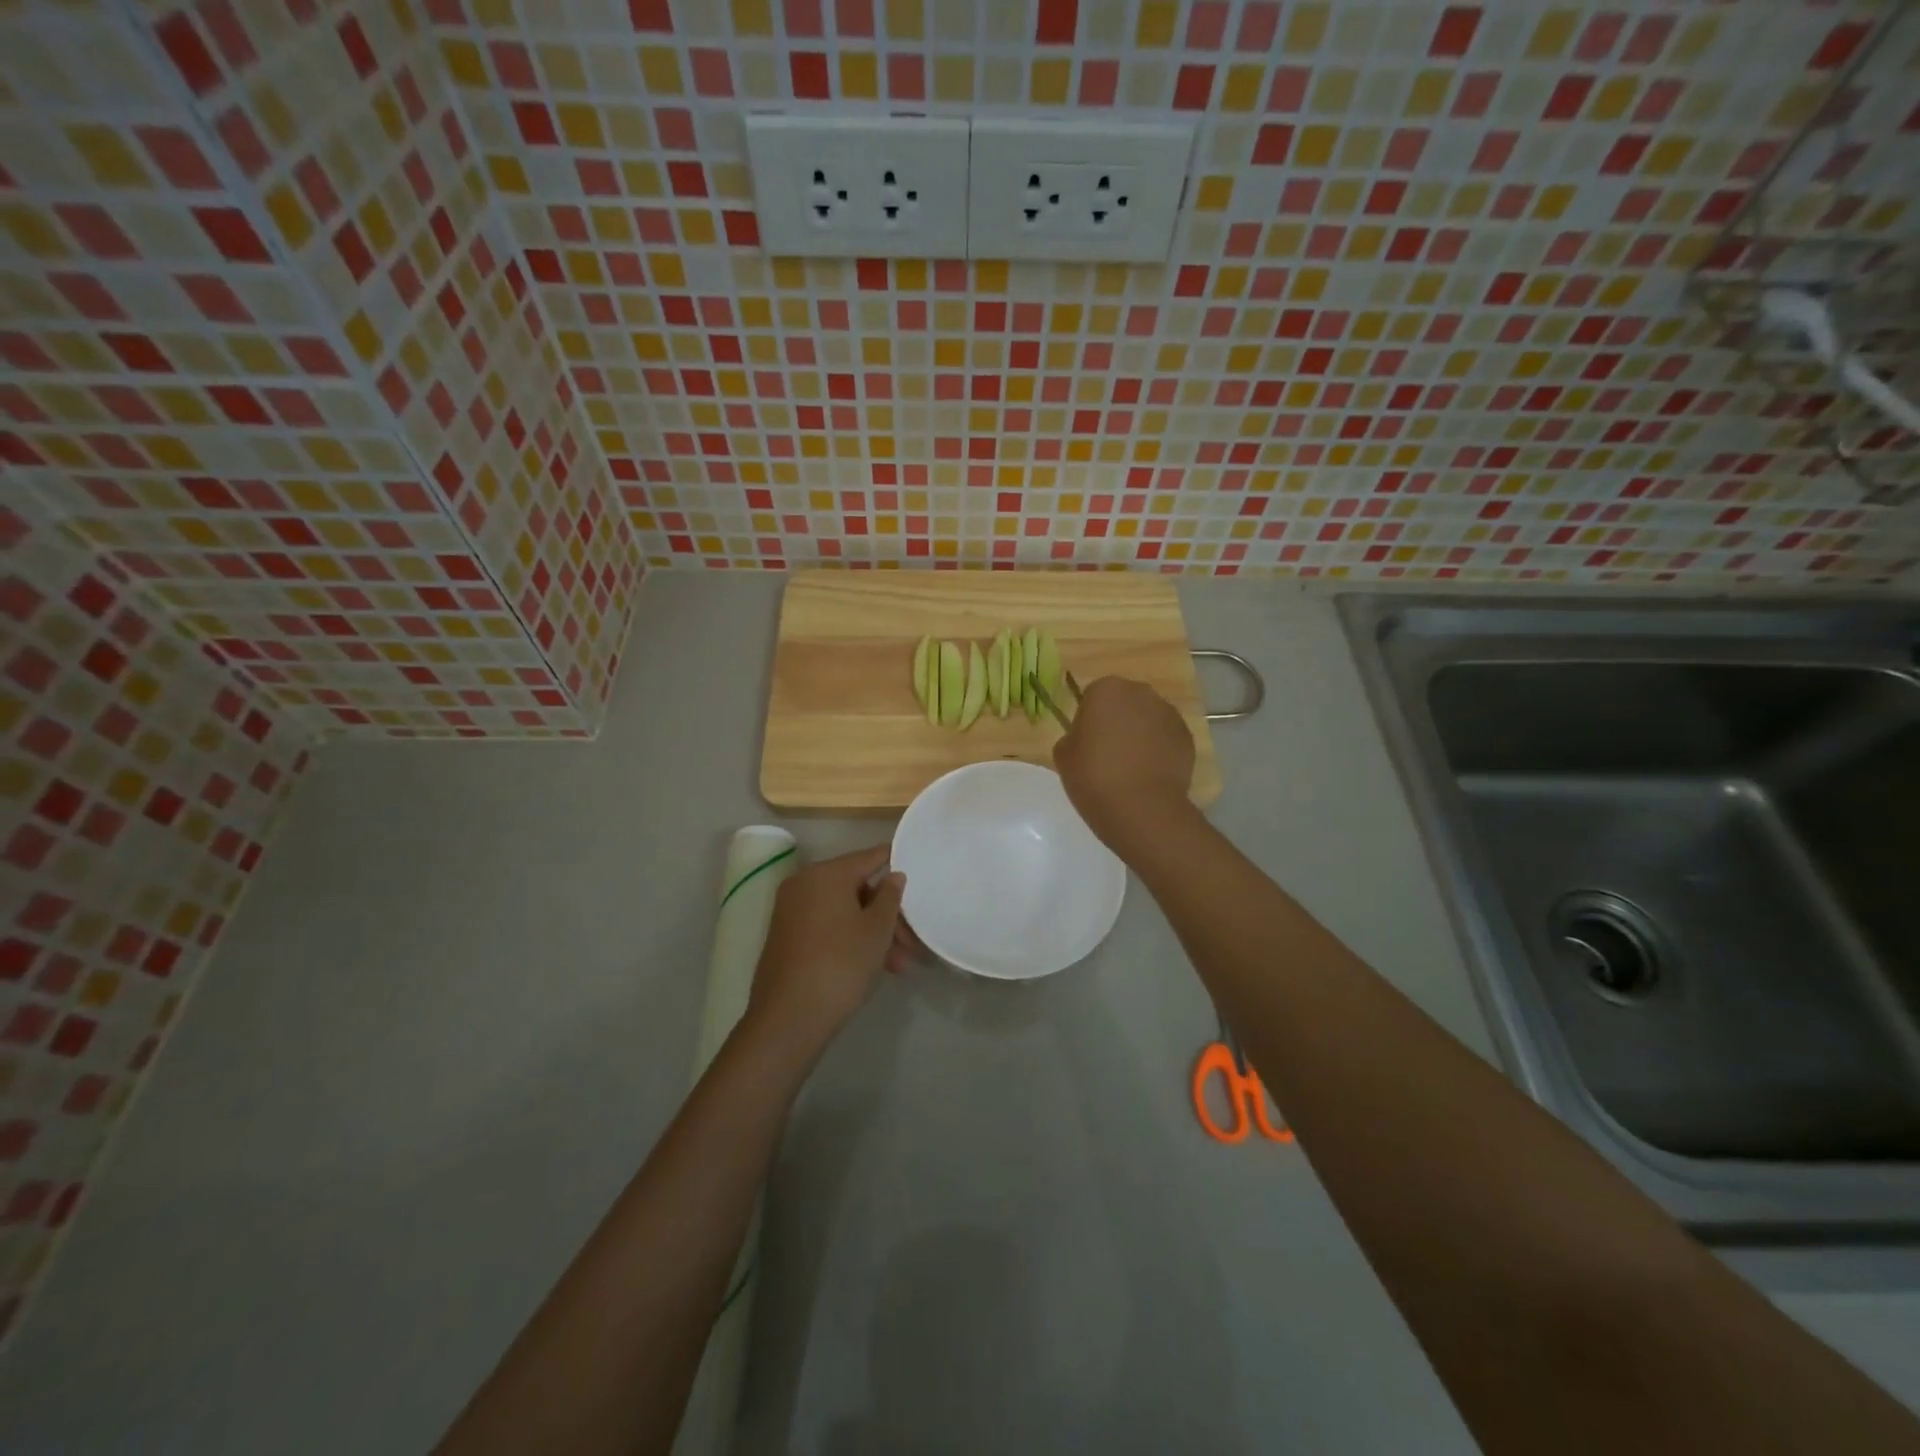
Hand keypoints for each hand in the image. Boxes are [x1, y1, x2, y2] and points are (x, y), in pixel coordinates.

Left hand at [745, 844, 907, 1056]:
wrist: (789, 1017)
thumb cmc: (841, 964)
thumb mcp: (876, 929)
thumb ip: (890, 897)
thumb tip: (893, 875)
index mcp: (826, 874)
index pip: (870, 857)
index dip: (895, 862)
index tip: (919, 872)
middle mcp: (804, 884)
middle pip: (858, 888)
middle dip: (888, 914)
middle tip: (912, 942)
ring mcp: (792, 911)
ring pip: (845, 911)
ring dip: (874, 932)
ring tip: (899, 965)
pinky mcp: (788, 937)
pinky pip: (828, 926)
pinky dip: (851, 939)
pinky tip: (876, 966)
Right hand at [1052, 676, 1195, 856]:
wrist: (1141, 808)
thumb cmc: (1094, 777)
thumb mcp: (1063, 755)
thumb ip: (1073, 736)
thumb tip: (1086, 738)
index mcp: (1106, 690)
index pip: (1093, 695)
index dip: (1089, 718)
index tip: (1086, 741)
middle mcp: (1141, 692)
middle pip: (1125, 701)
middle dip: (1118, 720)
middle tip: (1108, 752)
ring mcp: (1169, 713)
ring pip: (1148, 718)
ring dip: (1141, 733)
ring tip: (1132, 766)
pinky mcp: (1187, 736)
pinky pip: (1167, 738)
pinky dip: (1160, 749)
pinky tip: (1150, 774)